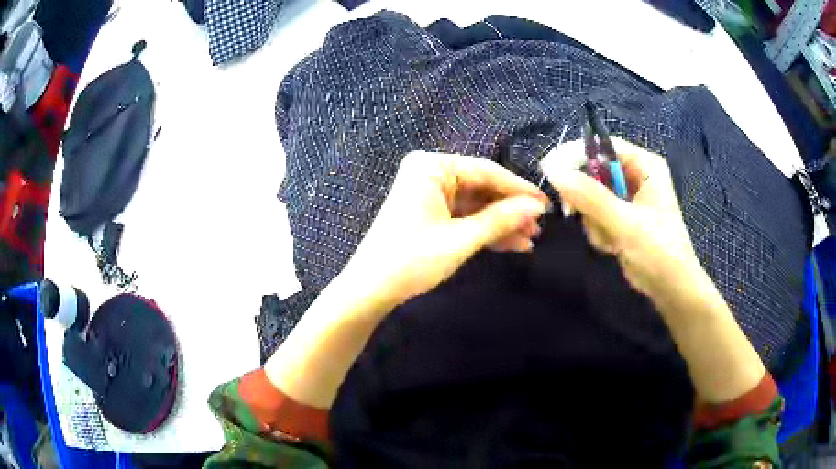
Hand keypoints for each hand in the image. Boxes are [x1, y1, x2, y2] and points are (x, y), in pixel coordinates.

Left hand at [340, 151, 548, 312]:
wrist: (371, 290)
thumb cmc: (412, 260)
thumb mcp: (461, 239)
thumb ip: (500, 219)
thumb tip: (537, 206)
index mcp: (432, 167)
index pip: (485, 171)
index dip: (518, 189)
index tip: (547, 203)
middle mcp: (430, 173)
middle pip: (481, 188)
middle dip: (510, 210)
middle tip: (540, 227)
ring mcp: (429, 194)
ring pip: (475, 205)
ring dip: (501, 223)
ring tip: (530, 239)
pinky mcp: (430, 214)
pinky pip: (464, 217)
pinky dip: (485, 230)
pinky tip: (511, 244)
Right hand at [541, 137, 701, 303]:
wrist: (671, 288)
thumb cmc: (658, 251)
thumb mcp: (625, 223)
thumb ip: (590, 197)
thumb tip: (552, 171)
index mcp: (645, 165)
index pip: (603, 146)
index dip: (575, 154)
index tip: (549, 169)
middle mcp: (636, 176)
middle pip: (594, 170)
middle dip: (586, 197)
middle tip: (572, 212)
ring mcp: (628, 198)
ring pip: (591, 196)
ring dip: (593, 220)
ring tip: (610, 238)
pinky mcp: (621, 217)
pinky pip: (596, 214)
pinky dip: (598, 231)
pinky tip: (612, 246)